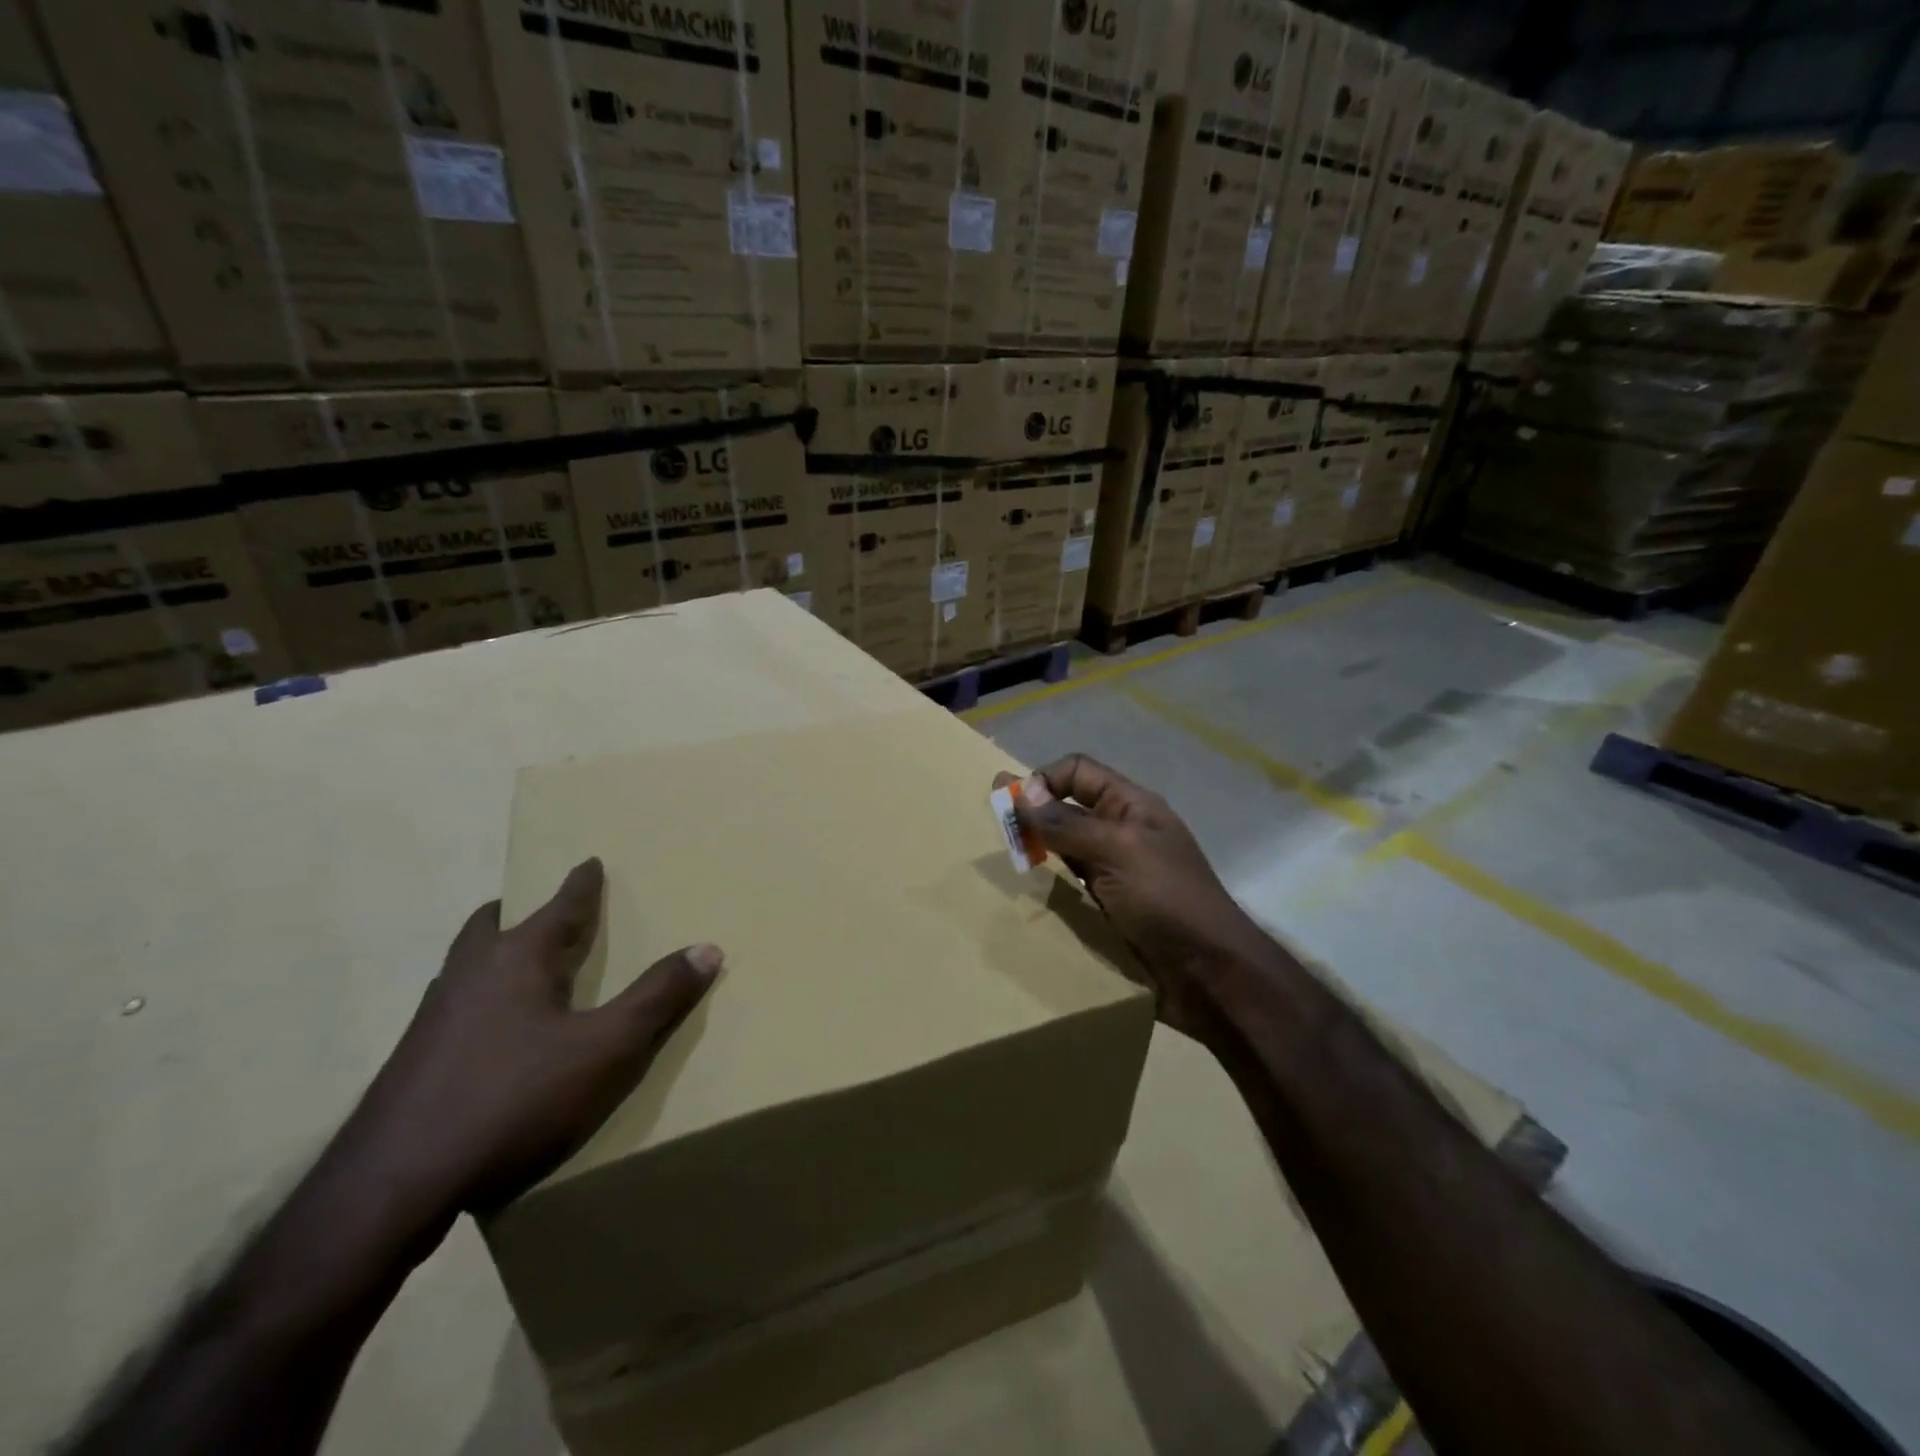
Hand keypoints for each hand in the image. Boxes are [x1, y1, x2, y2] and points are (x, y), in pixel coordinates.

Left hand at [343, 858, 720, 1220]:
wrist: (392, 1186)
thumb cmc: (514, 1099)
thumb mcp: (606, 1050)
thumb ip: (658, 997)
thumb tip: (707, 948)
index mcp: (518, 959)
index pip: (559, 906)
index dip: (581, 884)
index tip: (590, 861)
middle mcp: (469, 974)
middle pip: (492, 924)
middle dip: (519, 910)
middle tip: (543, 910)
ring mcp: (432, 1018)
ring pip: (466, 964)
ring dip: (495, 952)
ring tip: (521, 966)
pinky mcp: (412, 1061)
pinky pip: (453, 1005)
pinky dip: (479, 996)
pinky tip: (491, 1034)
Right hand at [996, 756, 1268, 1040]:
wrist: (1209, 972)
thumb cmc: (1166, 899)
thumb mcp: (1116, 851)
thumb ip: (1067, 824)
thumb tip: (1021, 792)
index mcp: (1130, 805)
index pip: (1077, 772)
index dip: (1044, 780)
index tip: (1017, 809)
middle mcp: (1121, 831)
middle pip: (1068, 808)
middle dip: (1034, 817)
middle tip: (1002, 838)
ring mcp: (1115, 870)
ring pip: (1066, 848)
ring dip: (1039, 852)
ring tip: (1011, 865)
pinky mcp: (1109, 906)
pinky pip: (1072, 884)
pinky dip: (1050, 884)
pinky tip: (1032, 894)